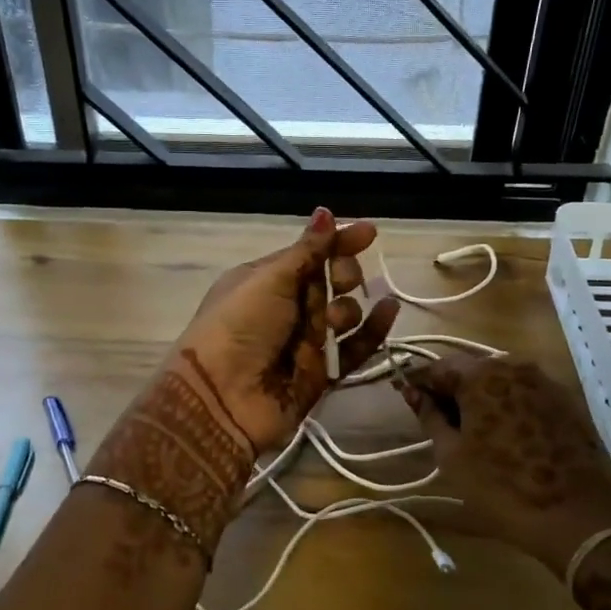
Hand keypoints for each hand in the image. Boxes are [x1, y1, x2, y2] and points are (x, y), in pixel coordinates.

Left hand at [171, 207, 400, 455]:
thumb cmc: (239, 325)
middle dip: (343, 274)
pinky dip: (373, 330)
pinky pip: (354, 348)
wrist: (221, 397)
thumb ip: (306, 250)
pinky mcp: (321, 372)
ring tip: (334, 321)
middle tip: (340, 280)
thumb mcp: (269, 279)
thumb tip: (325, 211)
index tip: (369, 233)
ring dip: (348, 308)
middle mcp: (286, 307)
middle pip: (331, 281)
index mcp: (266, 279)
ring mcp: (304, 341)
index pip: (310, 253)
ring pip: (344, 314)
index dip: (338, 241)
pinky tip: (389, 310)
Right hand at [397, 356, 610, 575]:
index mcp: (481, 374)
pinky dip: (509, 406)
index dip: (419, 382)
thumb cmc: (501, 486)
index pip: (438, 367)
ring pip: (500, 381)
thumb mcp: (452, 454)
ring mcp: (545, 382)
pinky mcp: (567, 402)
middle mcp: (514, 366)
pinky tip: (505, 434)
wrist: (576, 517)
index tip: (405, 396)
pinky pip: (526, 395)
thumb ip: (430, 416)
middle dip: (451, 389)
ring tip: (471, 429)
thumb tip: (412, 392)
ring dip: (481, 397)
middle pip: (471, 370)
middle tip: (437, 418)